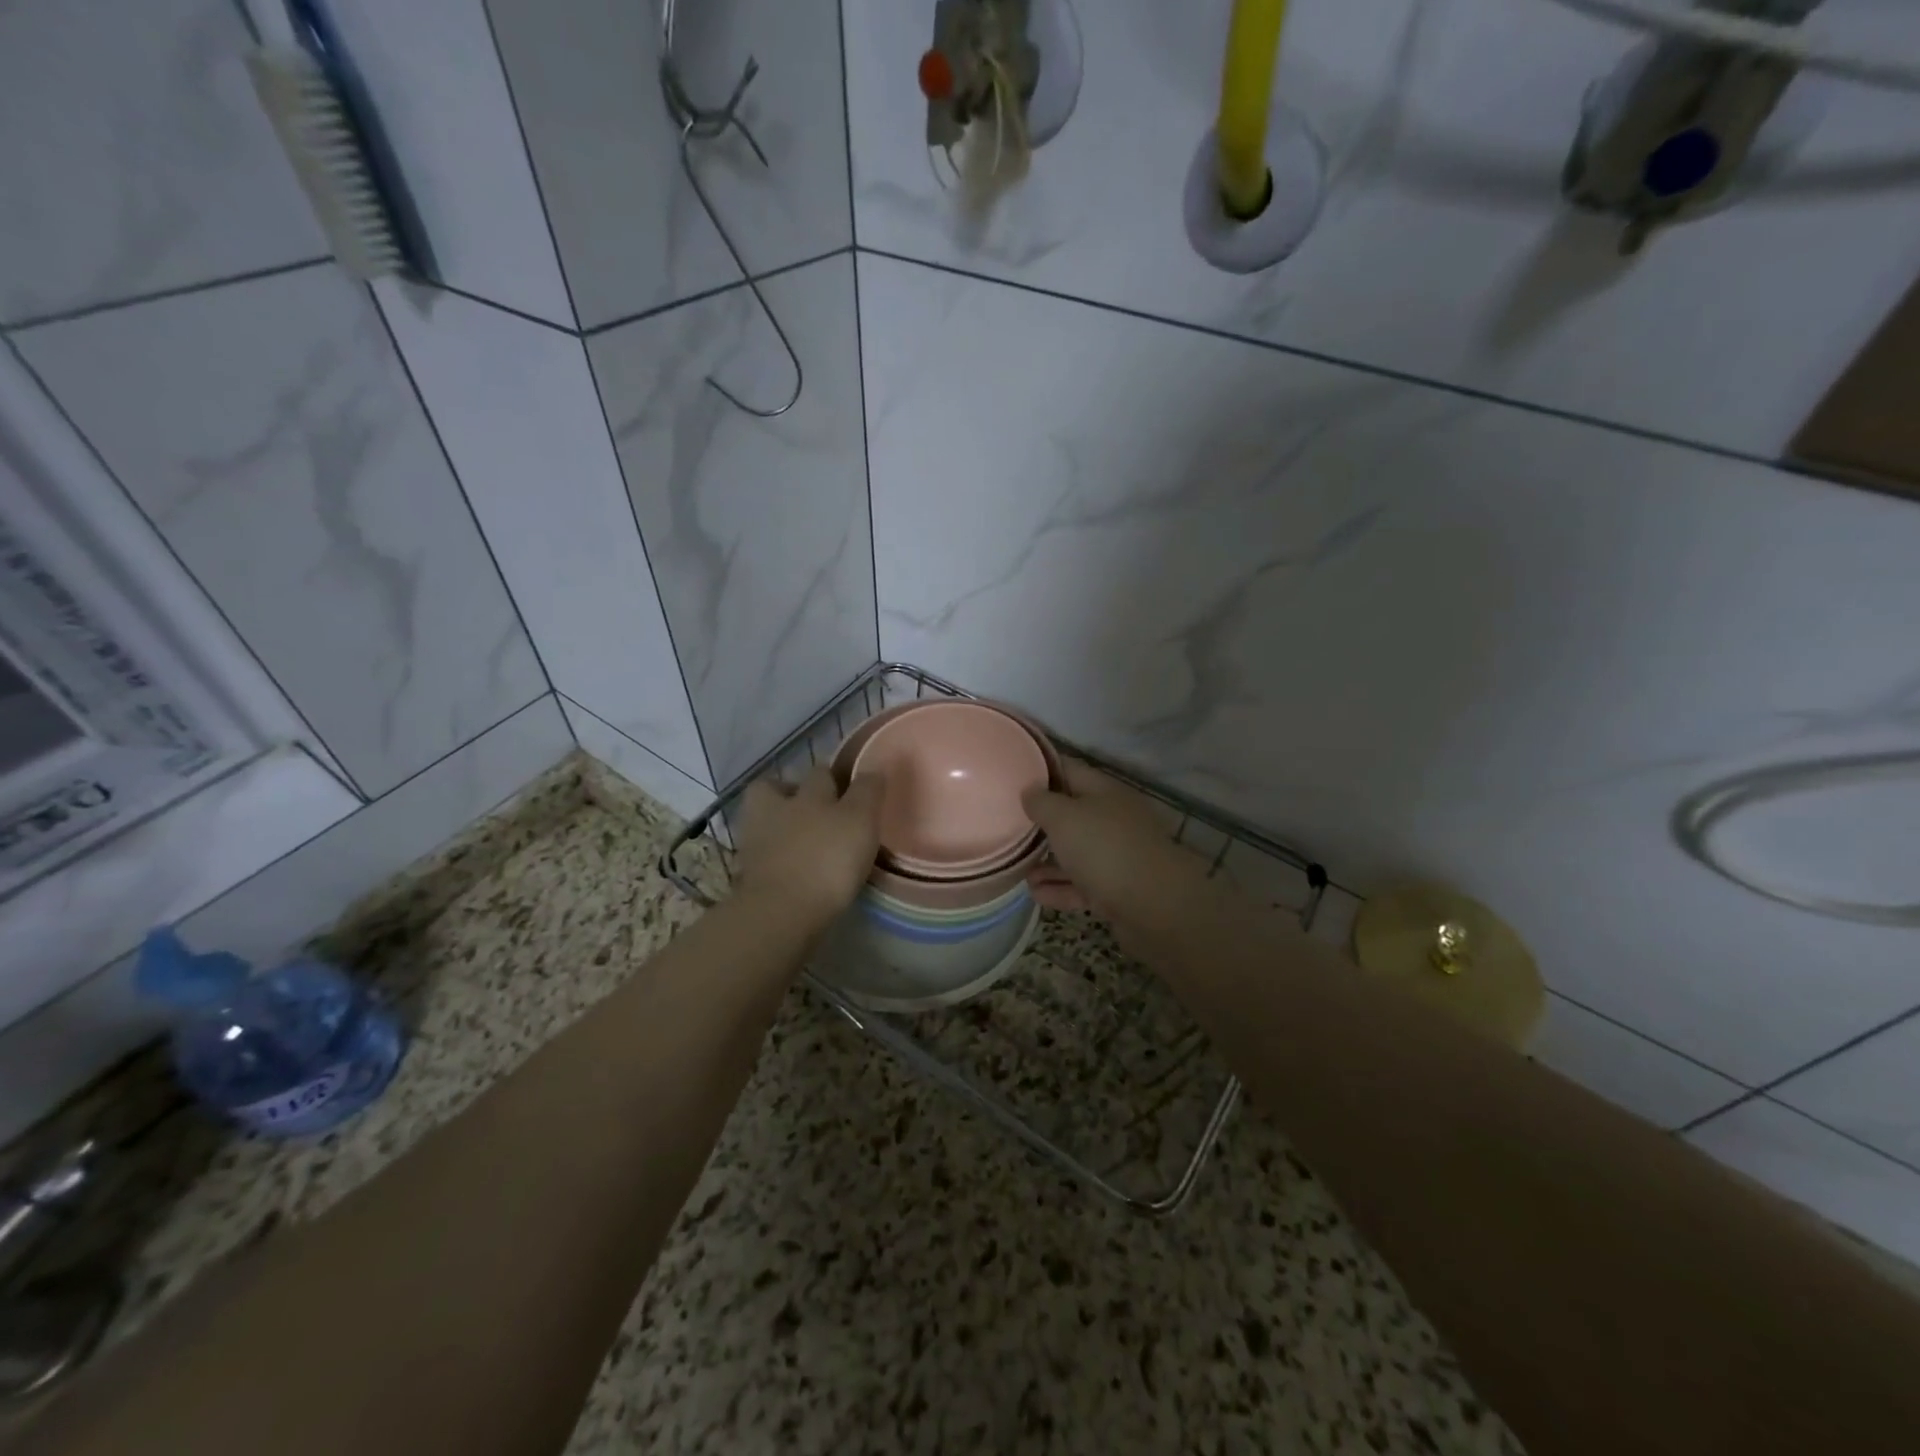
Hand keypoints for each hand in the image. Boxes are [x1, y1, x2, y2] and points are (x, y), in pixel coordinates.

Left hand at [733, 766, 883, 935]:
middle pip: (776, 789)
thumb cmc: (826, 859)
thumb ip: (867, 792)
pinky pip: (763, 856)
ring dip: (780, 826)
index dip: (834, 776)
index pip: (821, 773)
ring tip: (804, 841)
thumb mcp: (859, 819)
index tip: (848, 786)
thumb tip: (872, 769)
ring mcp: (756, 842)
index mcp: (807, 792)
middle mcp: (776, 808)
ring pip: (764, 822)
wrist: (782, 913)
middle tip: (816, 809)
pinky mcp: (748, 874)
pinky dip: (776, 857)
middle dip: (792, 793)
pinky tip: (793, 868)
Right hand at [1022, 759, 1209, 929]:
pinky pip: (1082, 885)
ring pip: (1076, 853)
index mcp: (1104, 792)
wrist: (1154, 906)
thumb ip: (1041, 801)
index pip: (1068, 769)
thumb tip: (1030, 791)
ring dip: (1047, 861)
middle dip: (1041, 821)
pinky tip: (1035, 894)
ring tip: (1016, 867)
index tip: (1012, 778)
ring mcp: (1118, 856)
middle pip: (1072, 814)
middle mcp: (1113, 819)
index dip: (1040, 770)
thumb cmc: (1104, 849)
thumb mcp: (1063, 817)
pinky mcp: (1117, 889)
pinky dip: (1059, 888)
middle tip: (1008, 826)